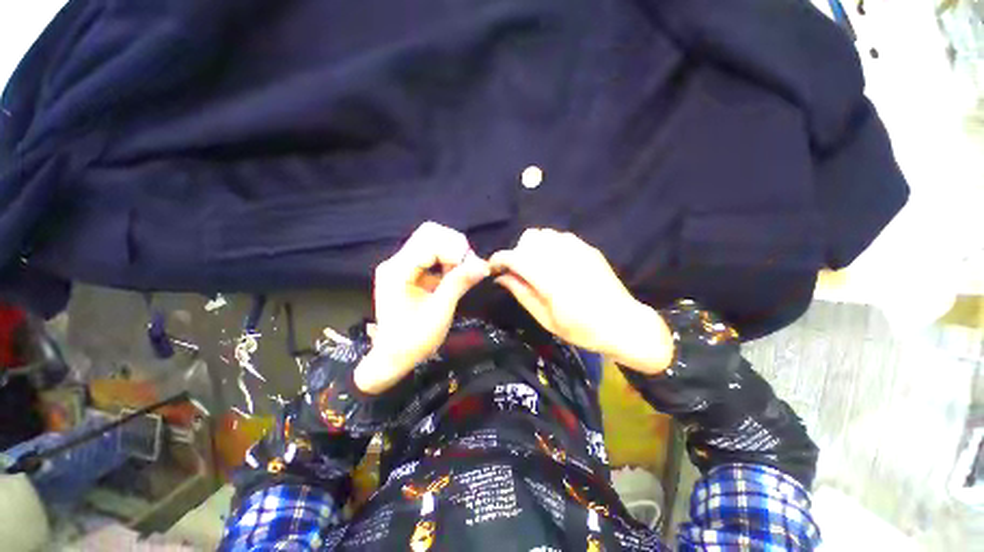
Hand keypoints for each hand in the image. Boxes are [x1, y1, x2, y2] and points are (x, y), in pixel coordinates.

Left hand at [354, 222, 489, 393]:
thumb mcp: (440, 312)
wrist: (392, 358)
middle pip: (430, 233)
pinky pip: (432, 254)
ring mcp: (401, 265)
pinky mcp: (408, 271)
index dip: (455, 252)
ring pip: (432, 241)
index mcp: (398, 270)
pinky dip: (448, 261)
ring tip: (463, 273)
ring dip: (453, 253)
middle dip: (454, 247)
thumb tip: (484, 264)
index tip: (471, 269)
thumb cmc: (414, 340)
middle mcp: (396, 261)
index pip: (430, 242)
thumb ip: (459, 283)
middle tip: (467, 267)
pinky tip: (454, 276)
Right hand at [489, 229, 672, 373]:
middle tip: (520, 271)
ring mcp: (578, 250)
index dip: (499, 259)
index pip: (516, 257)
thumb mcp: (545, 319)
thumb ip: (521, 293)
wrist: (622, 324)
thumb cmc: (581, 330)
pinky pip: (561, 236)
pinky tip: (557, 262)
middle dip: (518, 252)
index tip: (494, 267)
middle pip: (529, 238)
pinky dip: (551, 245)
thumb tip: (501, 277)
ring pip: (544, 233)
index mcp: (550, 280)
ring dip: (534, 247)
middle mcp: (563, 258)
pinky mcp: (588, 248)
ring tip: (538, 266)